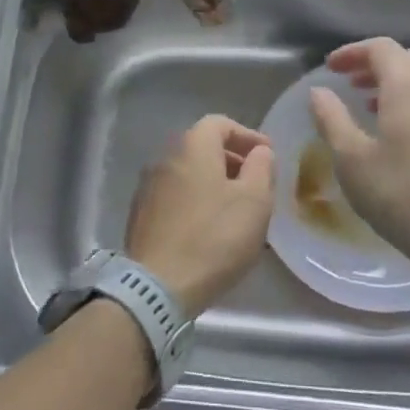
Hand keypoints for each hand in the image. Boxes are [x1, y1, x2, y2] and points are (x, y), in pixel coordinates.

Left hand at [125, 115, 274, 315]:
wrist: (158, 285)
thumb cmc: (214, 237)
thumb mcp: (254, 200)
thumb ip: (261, 167)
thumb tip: (259, 151)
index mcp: (192, 146)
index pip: (220, 123)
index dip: (247, 135)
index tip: (267, 156)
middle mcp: (165, 157)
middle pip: (203, 147)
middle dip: (232, 160)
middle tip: (256, 183)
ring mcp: (149, 187)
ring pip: (189, 173)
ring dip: (214, 183)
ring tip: (236, 210)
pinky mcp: (141, 215)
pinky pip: (176, 196)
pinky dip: (197, 201)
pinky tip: (211, 229)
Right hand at [307, 39, 409, 274]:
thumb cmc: (401, 195)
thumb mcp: (351, 159)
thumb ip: (331, 119)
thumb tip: (319, 92)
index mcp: (409, 87)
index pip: (381, 48)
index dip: (352, 52)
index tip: (330, 68)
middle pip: (408, 58)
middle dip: (377, 64)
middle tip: (351, 84)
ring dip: (399, 83)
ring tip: (373, 107)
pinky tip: (405, 135)